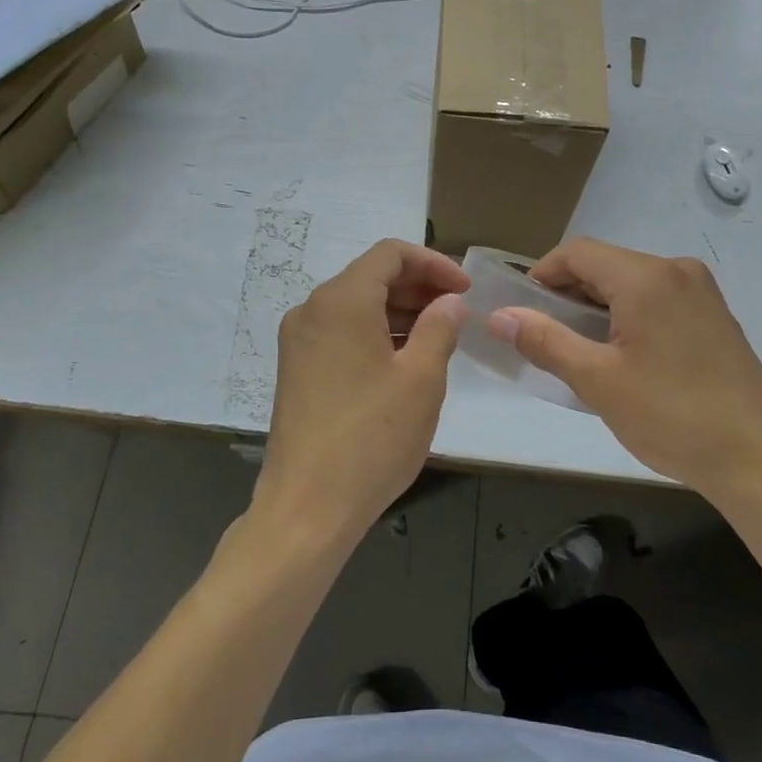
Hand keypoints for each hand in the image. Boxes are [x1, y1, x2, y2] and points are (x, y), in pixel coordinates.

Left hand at [255, 239, 468, 547]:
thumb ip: (440, 328)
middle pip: (371, 276)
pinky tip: (404, 361)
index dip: (434, 264)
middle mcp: (312, 310)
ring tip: (438, 338)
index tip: (465, 290)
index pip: (390, 254)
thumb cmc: (372, 438)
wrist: (307, 508)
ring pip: (356, 306)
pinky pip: (341, 333)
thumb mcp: (421, 379)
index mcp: (341, 300)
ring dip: (399, 312)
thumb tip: (450, 302)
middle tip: (458, 313)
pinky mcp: (296, 370)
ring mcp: (298, 341)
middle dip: (418, 287)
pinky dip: (375, 334)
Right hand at [487, 238, 761, 498]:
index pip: (577, 252)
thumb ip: (545, 341)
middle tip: (545, 336)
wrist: (759, 460)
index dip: (542, 274)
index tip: (522, 310)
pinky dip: (629, 315)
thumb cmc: (672, 416)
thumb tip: (500, 316)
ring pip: (632, 282)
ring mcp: (702, 292)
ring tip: (580, 350)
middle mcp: (677, 270)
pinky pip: (658, 299)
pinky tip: (623, 355)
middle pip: (606, 264)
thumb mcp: (598, 381)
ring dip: (598, 306)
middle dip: (568, 293)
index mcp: (647, 277)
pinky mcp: (716, 316)